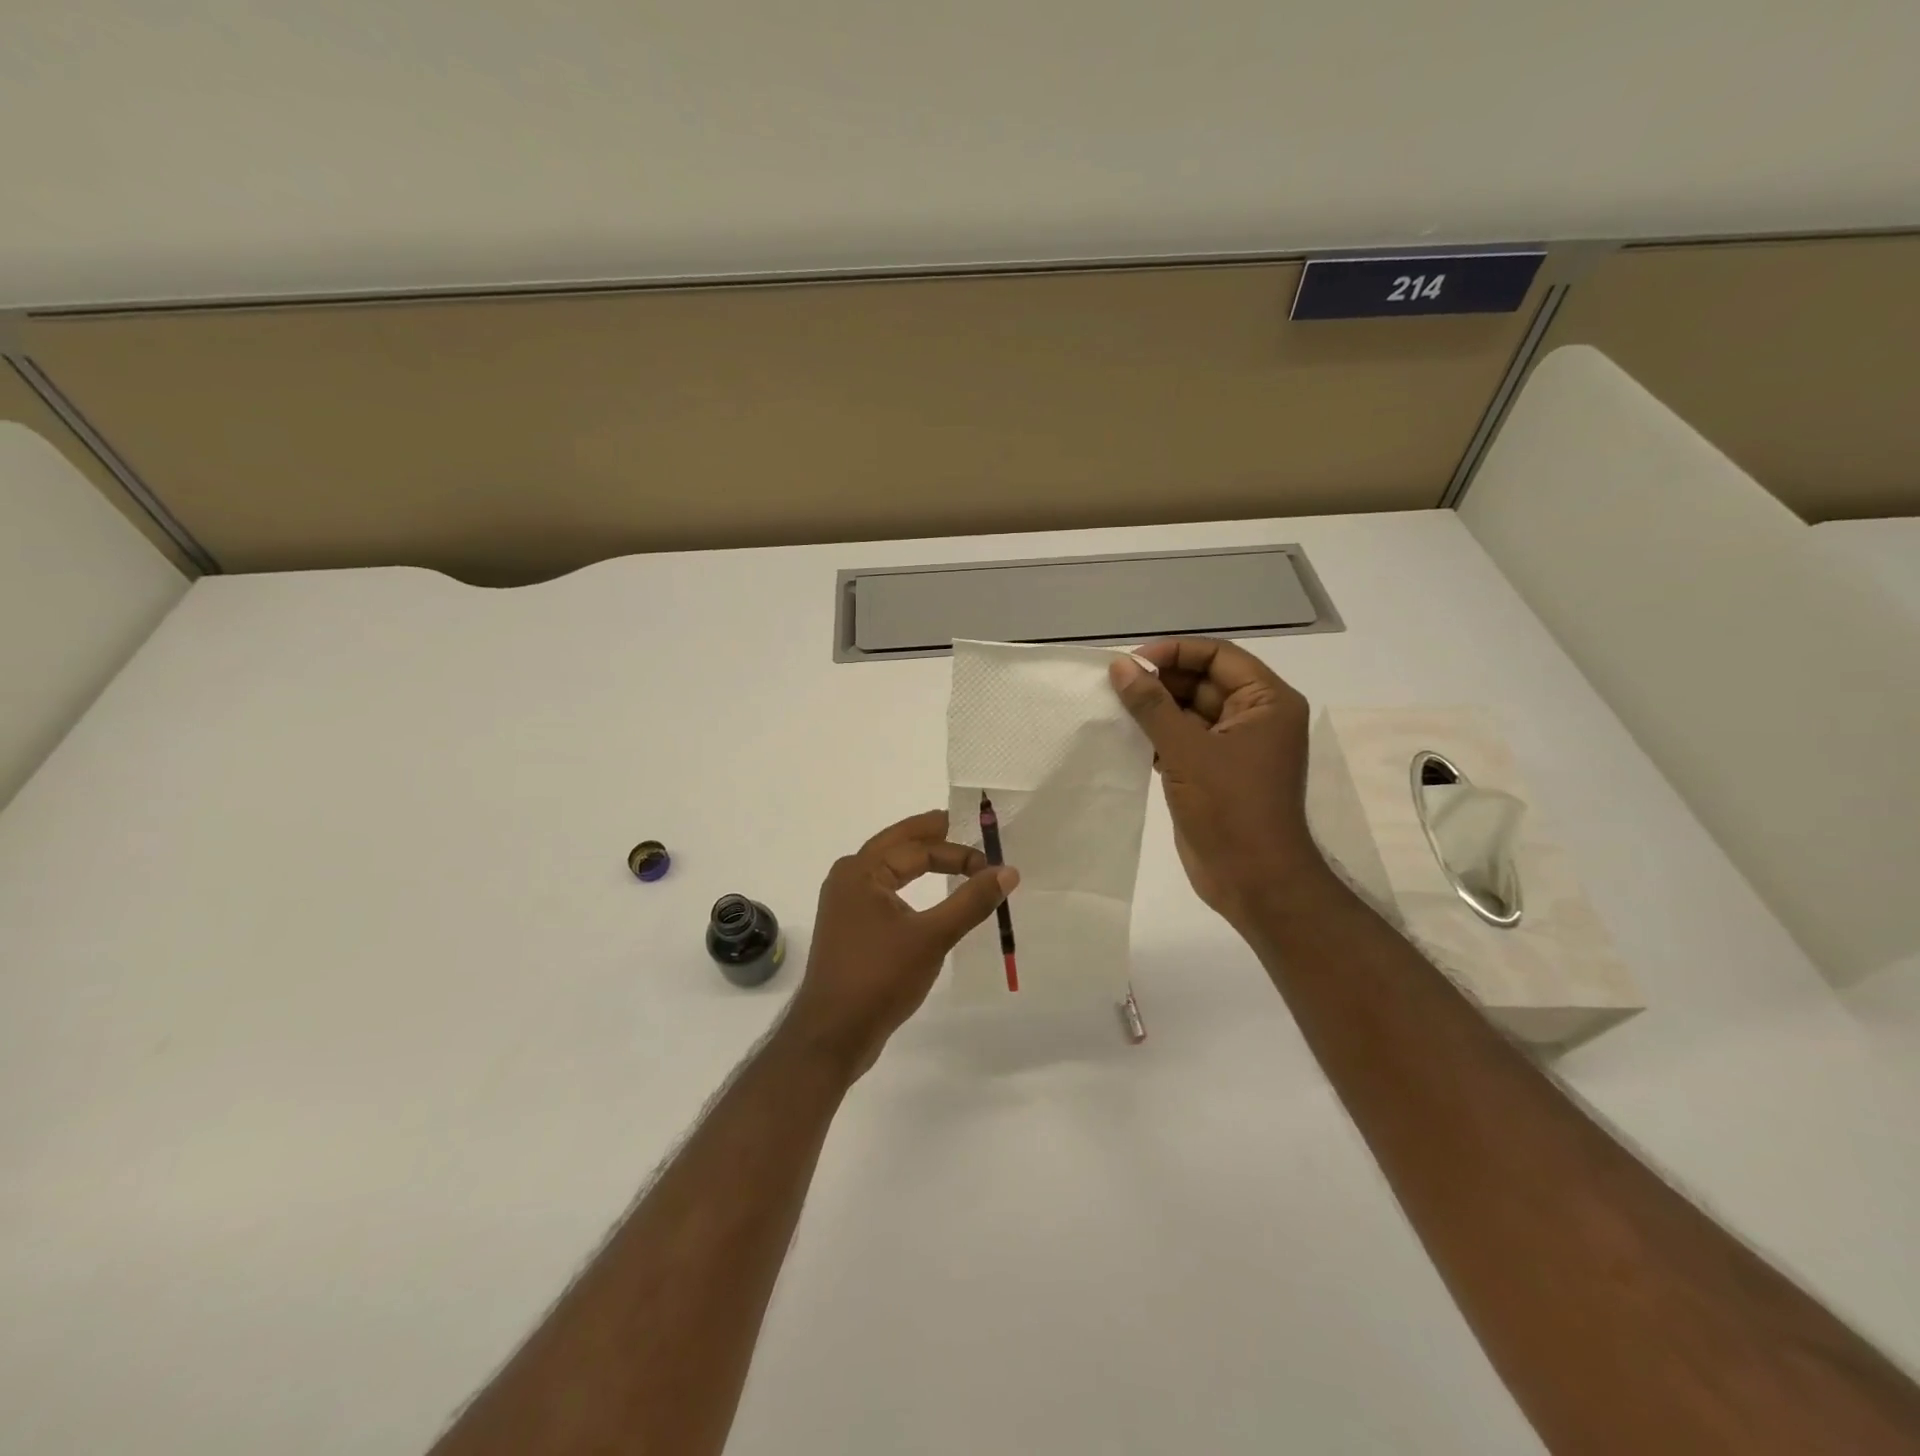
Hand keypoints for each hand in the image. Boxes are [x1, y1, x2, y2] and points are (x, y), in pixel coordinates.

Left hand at [784, 809, 1018, 1077]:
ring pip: (890, 870)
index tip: (991, 866)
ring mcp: (845, 905)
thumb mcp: (932, 937)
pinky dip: (910, 888)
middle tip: (966, 828)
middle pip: (897, 847)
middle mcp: (848, 879)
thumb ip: (971, 901)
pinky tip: (928, 899)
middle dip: (933, 838)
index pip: (917, 848)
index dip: (957, 852)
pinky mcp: (850, 929)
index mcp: (861, 871)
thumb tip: (1008, 871)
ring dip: (921, 863)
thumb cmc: (879, 978)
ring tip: (953, 859)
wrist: (832, 1035)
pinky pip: (885, 894)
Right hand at [1109, 638, 1326, 929]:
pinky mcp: (1214, 772)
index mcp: (1267, 701)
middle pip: (1202, 681)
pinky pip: (1183, 740)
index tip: (1131, 663)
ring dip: (1154, 709)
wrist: (1253, 880)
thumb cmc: (1230, 808)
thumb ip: (1151, 705)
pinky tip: (1123, 736)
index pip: (1218, 656)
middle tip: (1113, 685)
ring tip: (1112, 707)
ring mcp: (1234, 746)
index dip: (1174, 653)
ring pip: (1188, 712)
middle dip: (1160, 681)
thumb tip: (1120, 667)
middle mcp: (1255, 717)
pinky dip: (1156, 736)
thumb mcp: (1187, 750)